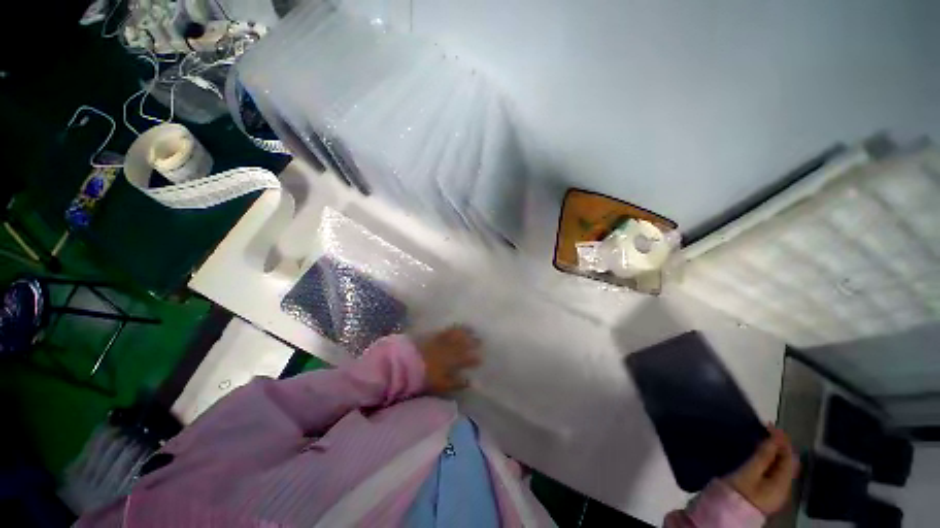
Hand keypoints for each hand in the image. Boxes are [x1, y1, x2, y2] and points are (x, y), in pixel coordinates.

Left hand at [417, 326, 481, 393]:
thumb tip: (470, 381)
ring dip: (465, 332)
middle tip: (481, 339)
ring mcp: (442, 341)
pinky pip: (446, 330)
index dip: (474, 358)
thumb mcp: (442, 384)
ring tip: (471, 329)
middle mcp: (450, 348)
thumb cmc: (425, 378)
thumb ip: (457, 382)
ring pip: (456, 335)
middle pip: (463, 344)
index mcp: (453, 361)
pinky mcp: (433, 335)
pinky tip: (456, 327)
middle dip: (473, 341)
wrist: (407, 364)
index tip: (481, 358)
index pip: (467, 358)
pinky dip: (453, 328)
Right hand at [725, 426, 799, 515]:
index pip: (789, 458)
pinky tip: (757, 454)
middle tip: (764, 430)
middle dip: (778, 445)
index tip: (768, 425)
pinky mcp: (762, 492)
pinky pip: (771, 471)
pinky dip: (767, 459)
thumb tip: (774, 437)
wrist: (724, 513)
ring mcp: (772, 491)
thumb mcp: (749, 473)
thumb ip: (763, 456)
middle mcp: (782, 488)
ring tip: (760, 438)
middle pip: (786, 463)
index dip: (782, 440)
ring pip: (778, 467)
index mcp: (783, 484)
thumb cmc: (738, 492)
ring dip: (772, 452)